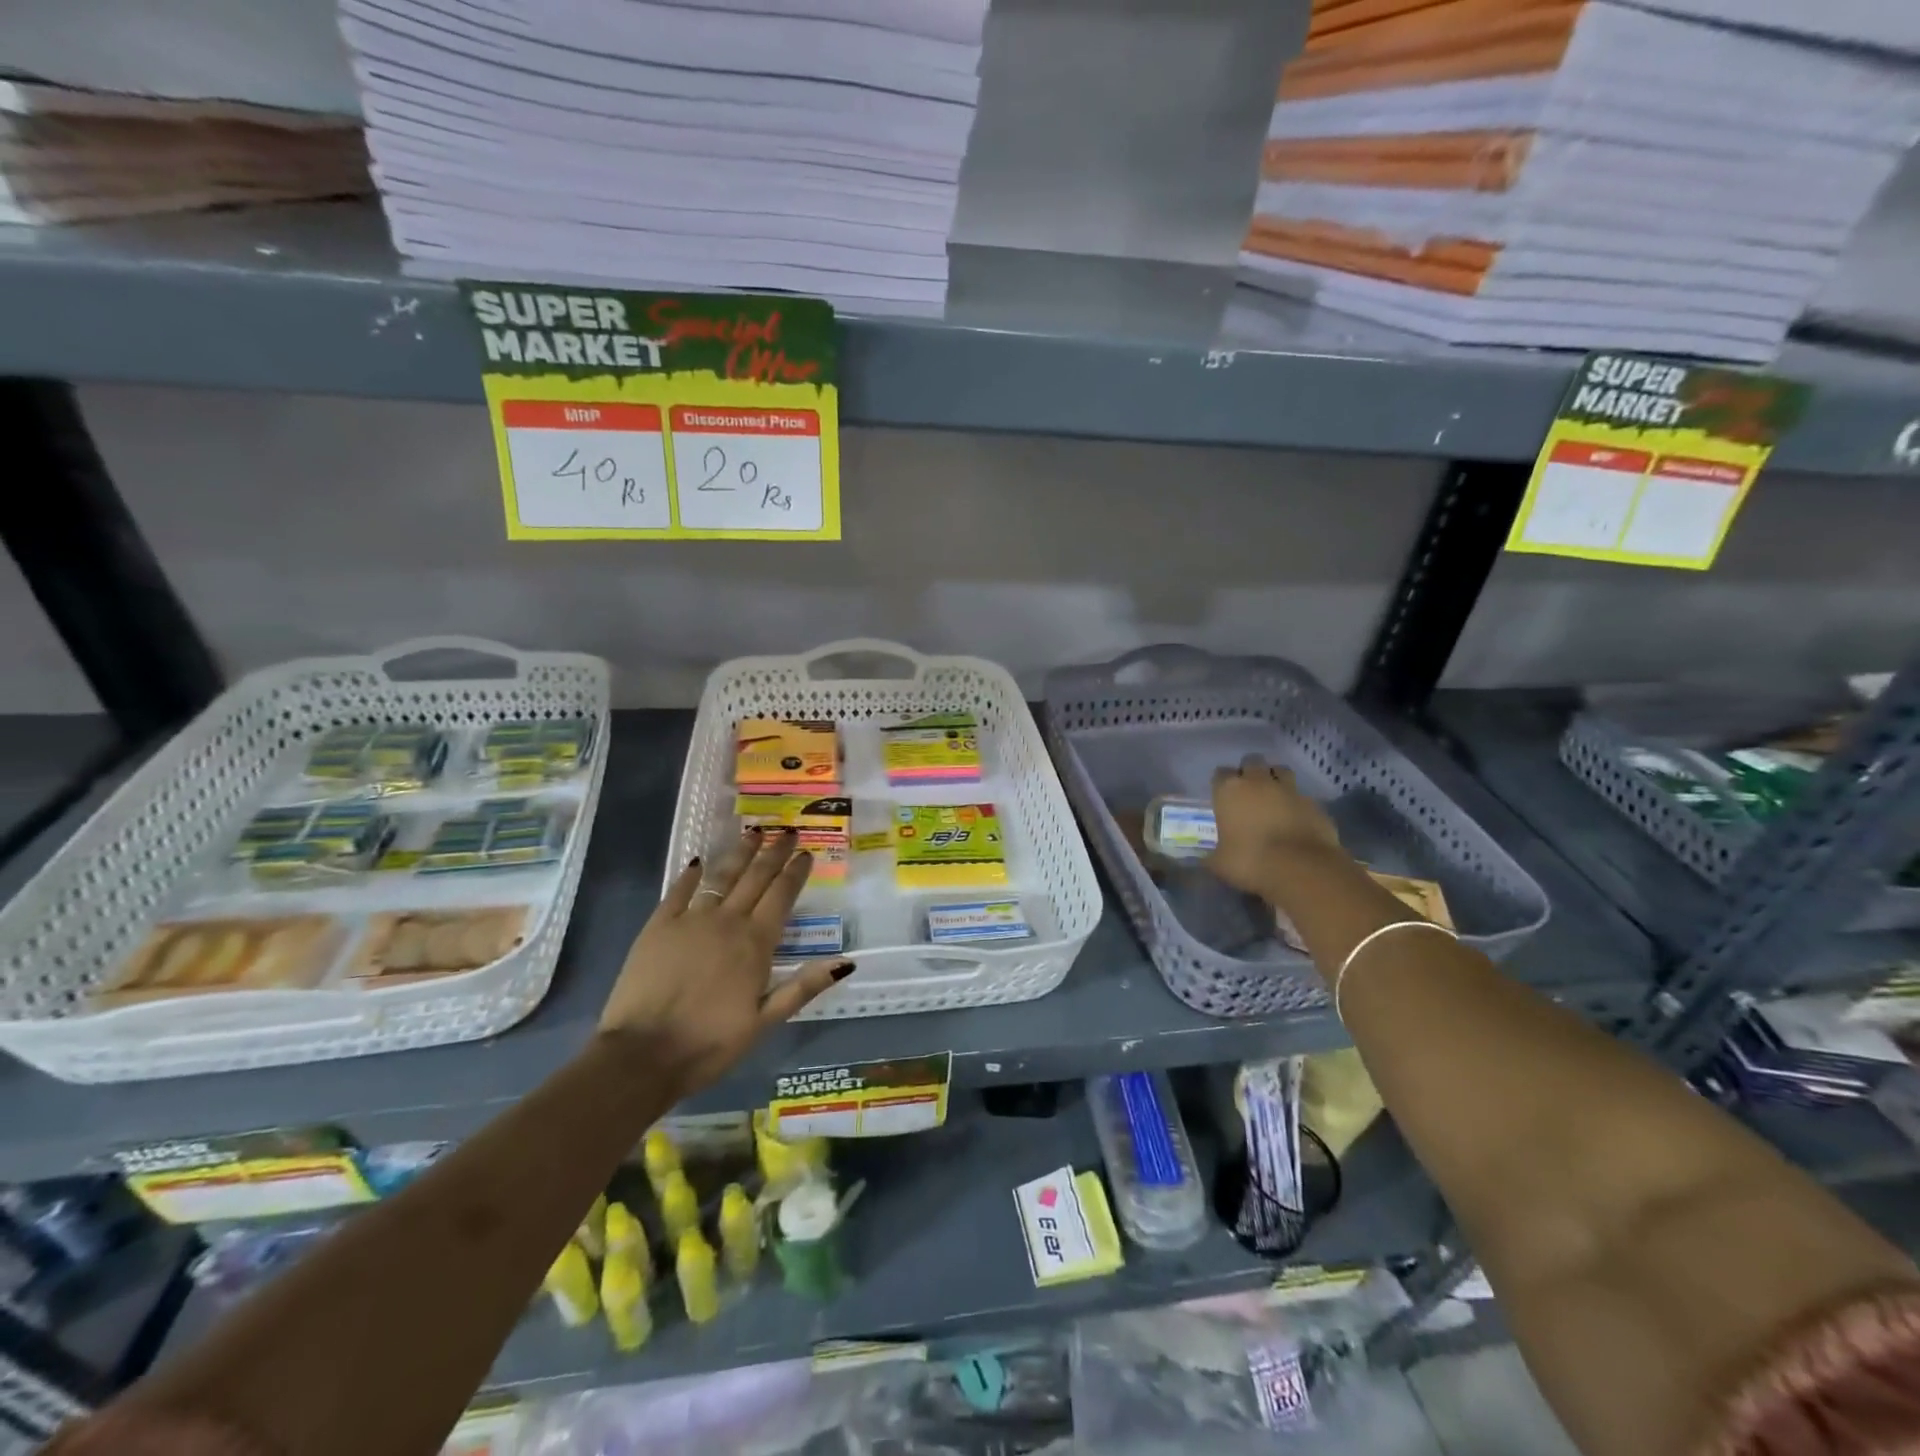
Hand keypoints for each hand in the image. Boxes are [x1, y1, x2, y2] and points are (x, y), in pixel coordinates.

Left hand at [598, 829, 852, 1093]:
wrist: (642, 1055)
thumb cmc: (709, 1044)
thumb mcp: (764, 1022)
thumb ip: (803, 987)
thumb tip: (846, 962)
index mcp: (756, 943)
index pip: (782, 896)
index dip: (795, 872)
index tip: (806, 852)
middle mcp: (727, 921)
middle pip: (756, 878)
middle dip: (774, 853)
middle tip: (787, 831)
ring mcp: (690, 920)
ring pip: (722, 876)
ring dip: (740, 853)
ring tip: (754, 832)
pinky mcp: (658, 926)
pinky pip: (679, 891)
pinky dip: (691, 875)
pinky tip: (698, 862)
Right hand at [1208, 754, 1343, 894]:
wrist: (1301, 869)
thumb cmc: (1249, 861)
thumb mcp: (1219, 863)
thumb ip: (1211, 855)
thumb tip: (1205, 858)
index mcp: (1229, 791)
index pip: (1220, 774)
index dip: (1221, 784)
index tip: (1222, 796)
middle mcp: (1259, 782)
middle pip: (1252, 762)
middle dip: (1249, 771)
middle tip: (1248, 791)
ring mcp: (1290, 790)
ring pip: (1281, 770)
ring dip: (1275, 778)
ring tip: (1273, 796)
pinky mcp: (1314, 804)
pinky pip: (1301, 796)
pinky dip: (1297, 803)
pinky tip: (1295, 819)